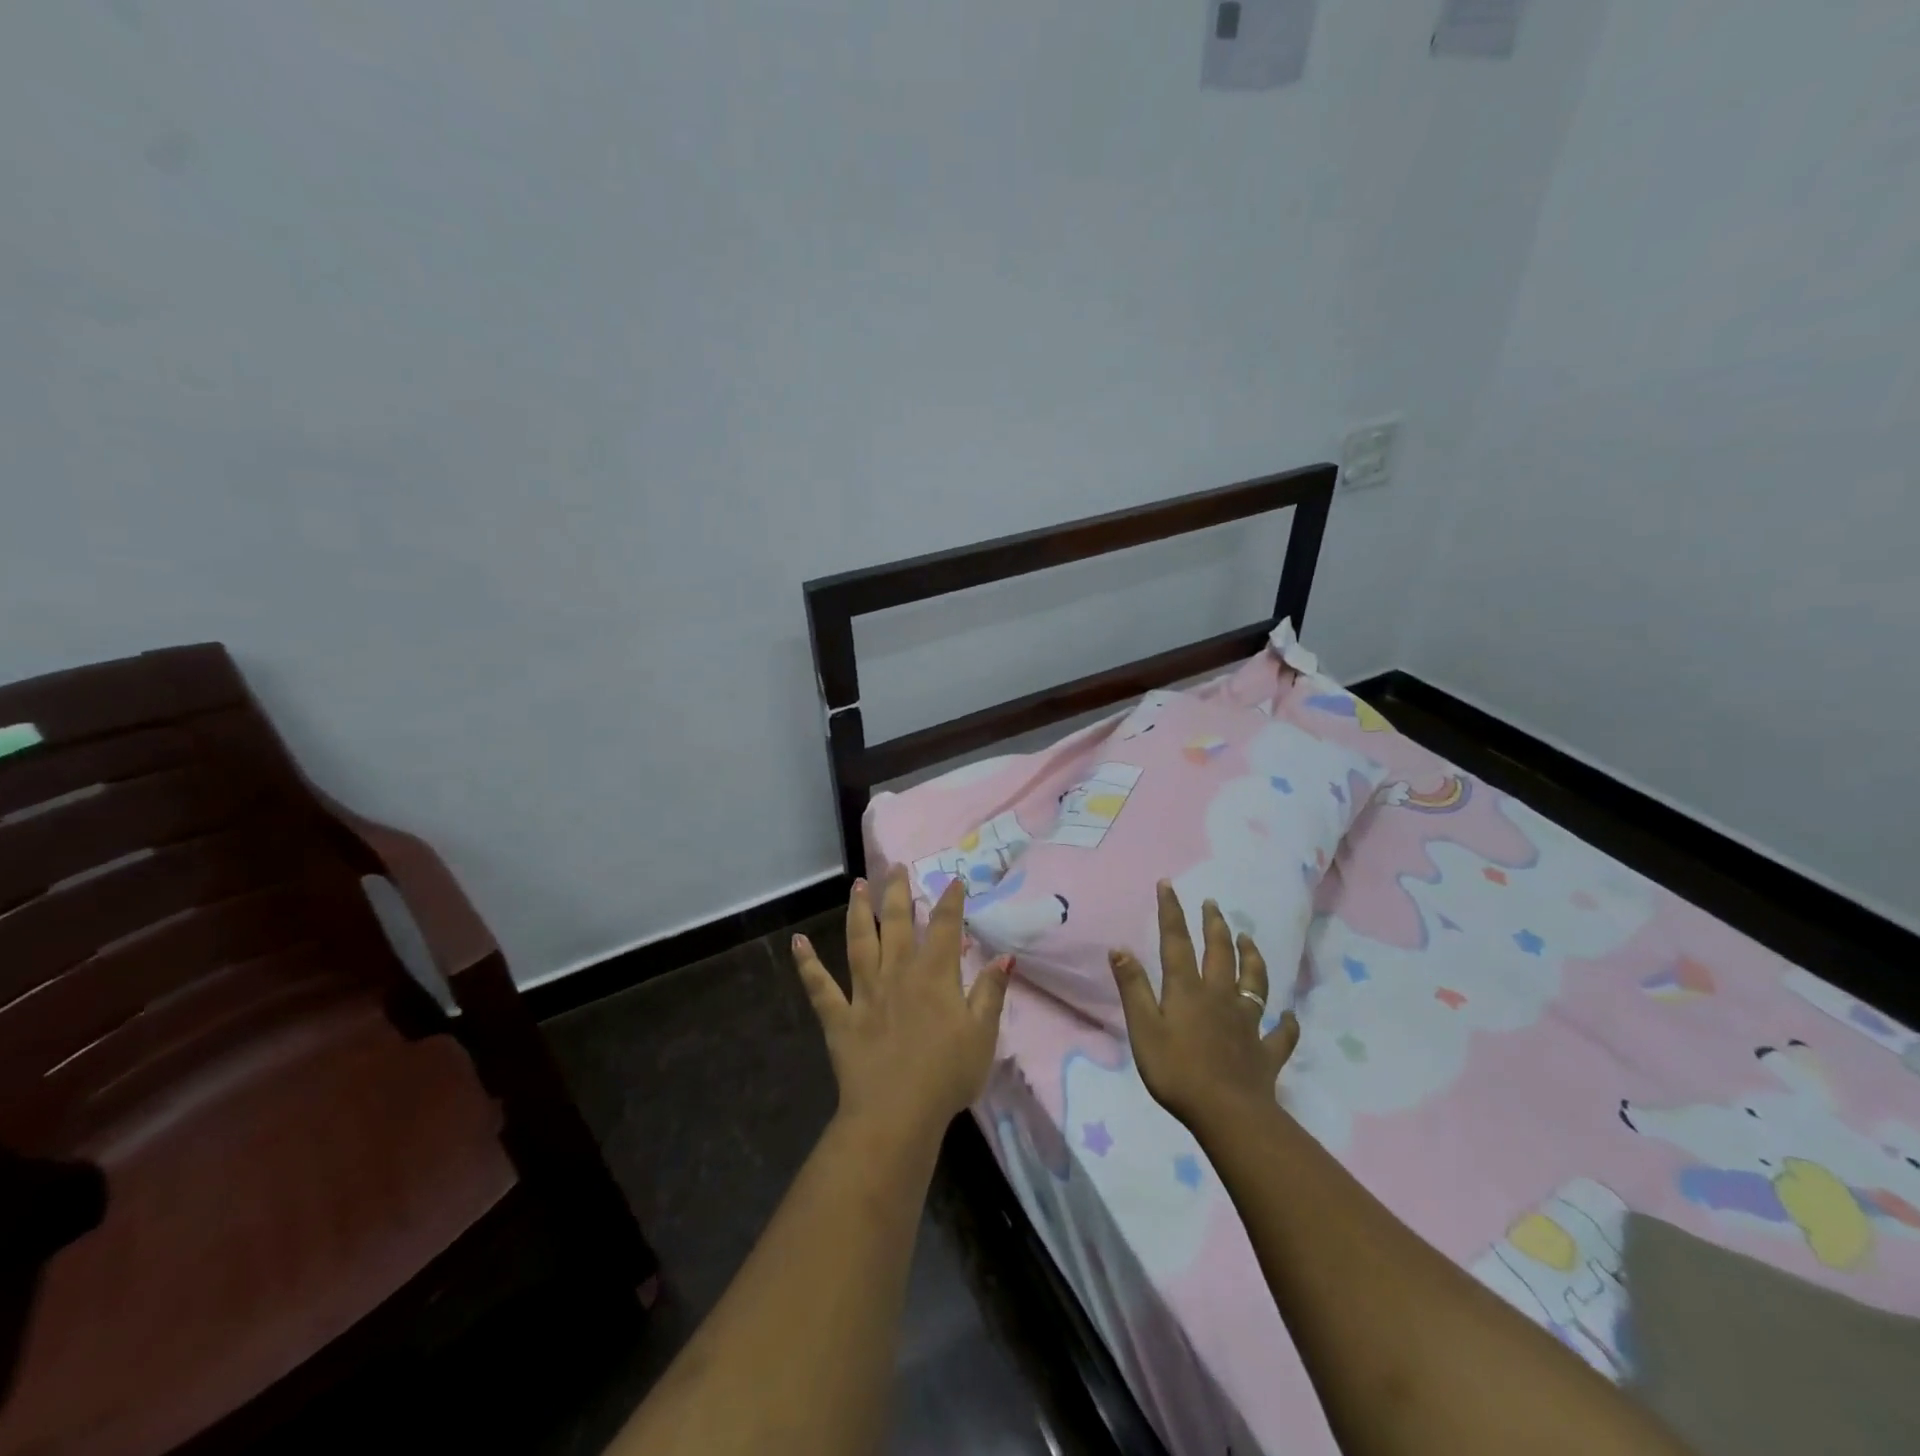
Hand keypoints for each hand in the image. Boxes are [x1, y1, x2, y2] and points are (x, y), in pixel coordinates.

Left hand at [793, 866, 1011, 1143]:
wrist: (897, 1113)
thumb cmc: (947, 1075)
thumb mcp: (982, 1034)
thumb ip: (991, 992)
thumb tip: (1004, 956)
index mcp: (934, 975)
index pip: (944, 927)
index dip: (949, 901)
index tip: (952, 879)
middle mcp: (897, 973)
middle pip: (896, 923)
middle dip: (898, 892)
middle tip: (895, 866)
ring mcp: (864, 992)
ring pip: (859, 942)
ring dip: (858, 911)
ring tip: (858, 885)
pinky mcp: (839, 1017)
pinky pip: (820, 987)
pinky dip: (808, 964)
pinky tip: (798, 943)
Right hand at [1109, 881, 1299, 1133]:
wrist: (1229, 1114)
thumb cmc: (1177, 1071)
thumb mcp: (1144, 1028)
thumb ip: (1133, 988)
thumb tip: (1119, 947)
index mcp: (1188, 990)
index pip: (1176, 942)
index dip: (1171, 912)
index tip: (1168, 884)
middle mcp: (1220, 997)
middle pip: (1219, 953)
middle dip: (1214, 925)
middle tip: (1213, 904)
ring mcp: (1247, 1023)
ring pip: (1253, 982)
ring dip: (1251, 957)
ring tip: (1248, 938)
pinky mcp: (1266, 1052)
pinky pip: (1281, 1034)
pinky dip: (1287, 1024)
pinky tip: (1289, 1017)